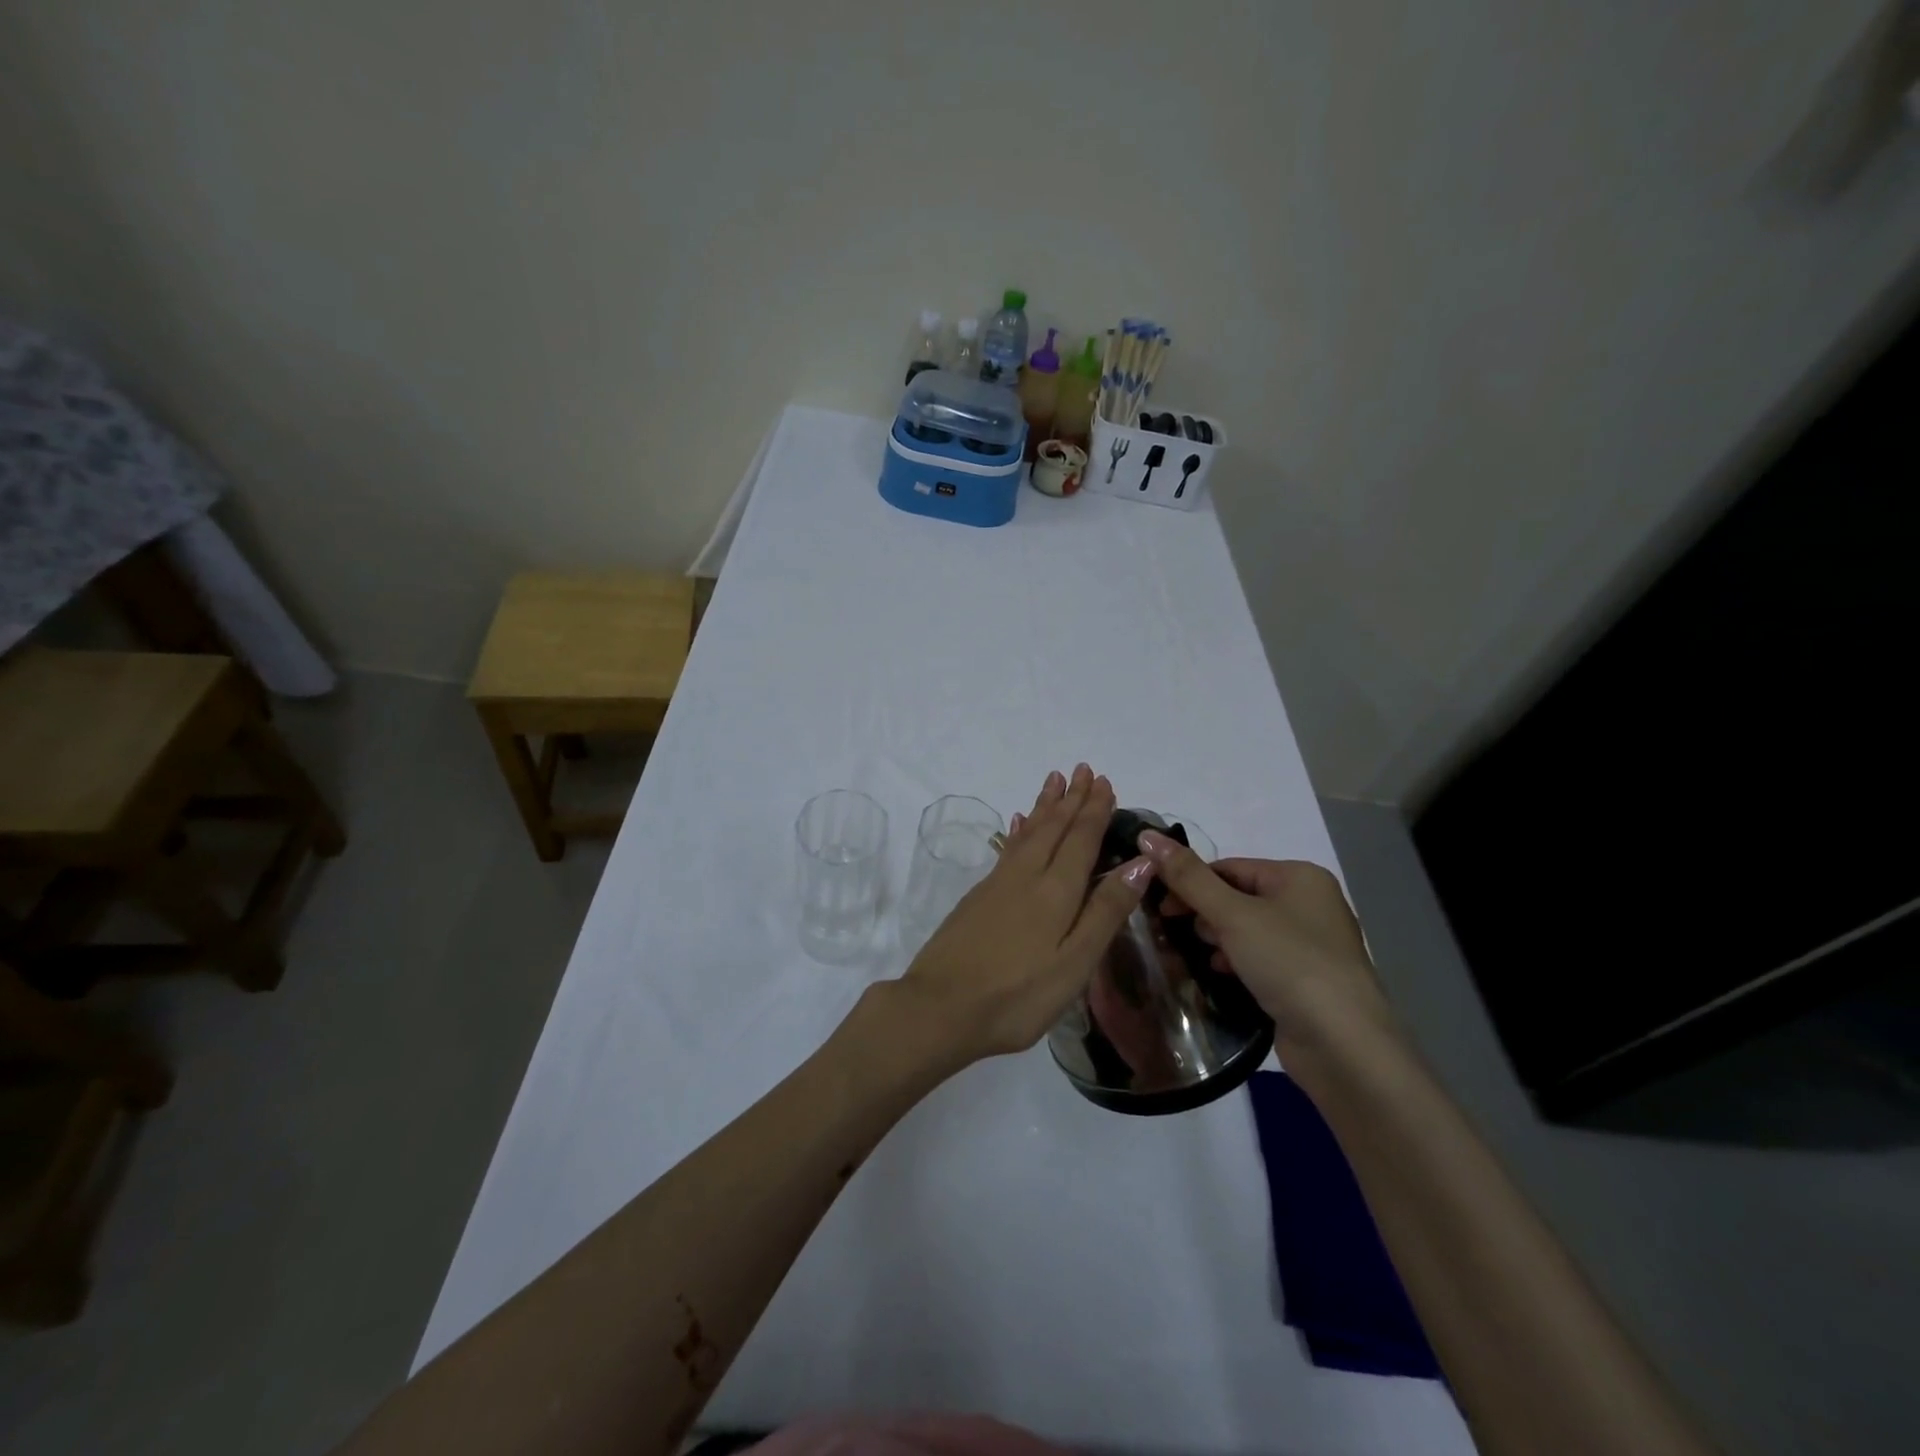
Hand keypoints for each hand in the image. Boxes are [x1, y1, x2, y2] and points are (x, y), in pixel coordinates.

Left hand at [894, 765, 1153, 1064]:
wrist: (939, 1008)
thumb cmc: (1017, 995)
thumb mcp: (1074, 963)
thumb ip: (1106, 911)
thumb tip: (1141, 862)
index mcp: (1056, 891)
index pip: (1081, 839)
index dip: (1095, 810)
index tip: (1105, 782)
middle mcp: (1026, 876)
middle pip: (1054, 828)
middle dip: (1072, 798)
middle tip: (1084, 769)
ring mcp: (997, 884)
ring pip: (1029, 832)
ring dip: (1046, 805)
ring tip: (1055, 780)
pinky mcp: (978, 897)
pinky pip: (1008, 848)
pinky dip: (1020, 830)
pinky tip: (1019, 823)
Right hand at [1138, 833, 1394, 1055]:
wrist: (1343, 1045)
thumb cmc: (1289, 963)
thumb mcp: (1232, 915)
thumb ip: (1188, 877)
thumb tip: (1148, 836)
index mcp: (1300, 877)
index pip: (1229, 867)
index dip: (1190, 882)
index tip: (1159, 905)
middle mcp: (1310, 904)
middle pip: (1237, 896)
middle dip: (1203, 912)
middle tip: (1171, 931)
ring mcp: (1311, 945)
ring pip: (1247, 930)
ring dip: (1216, 939)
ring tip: (1190, 954)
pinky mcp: (1306, 980)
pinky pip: (1260, 959)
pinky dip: (1235, 962)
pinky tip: (1218, 974)